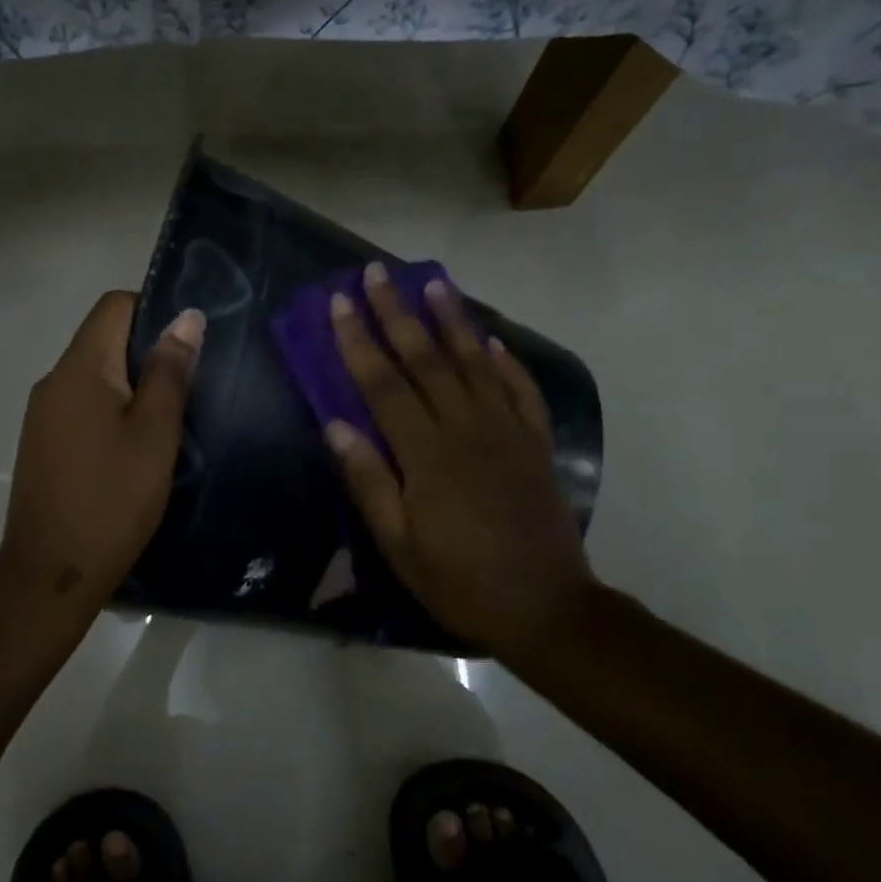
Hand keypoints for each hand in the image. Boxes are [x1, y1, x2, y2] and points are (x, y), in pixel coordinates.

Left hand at [0, 292, 203, 609]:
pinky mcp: (42, 444)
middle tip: (188, 390)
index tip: (188, 347)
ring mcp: (42, 415)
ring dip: (132, 387)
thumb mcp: (155, 434)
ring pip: (95, 377)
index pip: (114, 306)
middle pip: (104, 340)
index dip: (154, 310)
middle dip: (148, 354)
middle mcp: (53, 381)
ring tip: (167, 423)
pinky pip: (82, 407)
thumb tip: (187, 317)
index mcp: (80, 369)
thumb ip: (170, 372)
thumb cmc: (112, 499)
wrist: (51, 571)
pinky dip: (112, 413)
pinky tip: (134, 450)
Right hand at [325, 263, 594, 658]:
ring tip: (434, 282)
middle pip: (426, 360)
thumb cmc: (459, 583)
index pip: (384, 385)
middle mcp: (467, 429)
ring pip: (474, 363)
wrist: (545, 608)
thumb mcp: (398, 546)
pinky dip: (506, 361)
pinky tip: (491, 340)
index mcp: (427, 455)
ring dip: (451, 320)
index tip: (338, 303)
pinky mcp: (536, 444)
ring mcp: (508, 433)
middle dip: (397, 313)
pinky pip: (520, 390)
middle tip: (377, 273)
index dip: (358, 342)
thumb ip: (368, 482)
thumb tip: (335, 426)